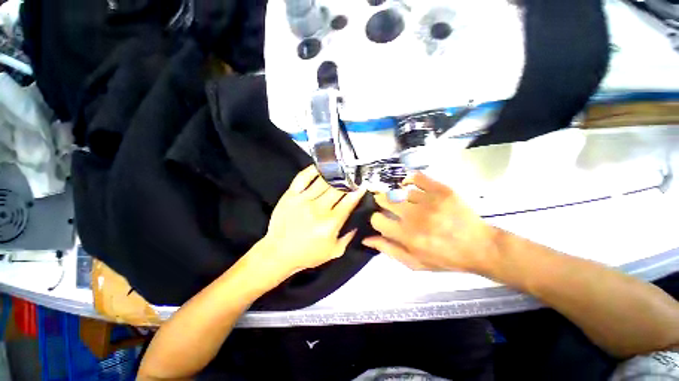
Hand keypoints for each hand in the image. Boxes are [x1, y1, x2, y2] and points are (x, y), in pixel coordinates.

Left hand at [250, 165, 365, 282]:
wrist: (278, 253)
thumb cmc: (308, 254)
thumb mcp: (335, 251)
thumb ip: (349, 236)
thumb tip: (358, 220)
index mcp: (330, 223)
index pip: (348, 202)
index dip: (358, 191)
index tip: (363, 184)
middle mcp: (318, 209)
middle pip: (337, 188)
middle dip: (348, 180)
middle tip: (354, 175)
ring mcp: (302, 200)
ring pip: (323, 181)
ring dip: (334, 173)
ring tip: (341, 168)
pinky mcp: (290, 195)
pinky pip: (302, 177)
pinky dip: (313, 170)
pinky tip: (321, 166)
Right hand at [363, 172, 498, 274]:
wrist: (480, 247)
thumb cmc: (445, 258)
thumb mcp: (414, 263)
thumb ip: (388, 250)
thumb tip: (366, 239)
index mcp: (407, 236)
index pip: (377, 219)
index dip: (376, 219)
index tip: (382, 219)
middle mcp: (415, 217)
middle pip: (385, 200)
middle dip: (381, 202)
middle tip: (387, 205)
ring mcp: (429, 201)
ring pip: (400, 191)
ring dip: (399, 197)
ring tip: (406, 202)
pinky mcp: (442, 190)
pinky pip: (417, 177)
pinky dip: (409, 180)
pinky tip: (409, 186)